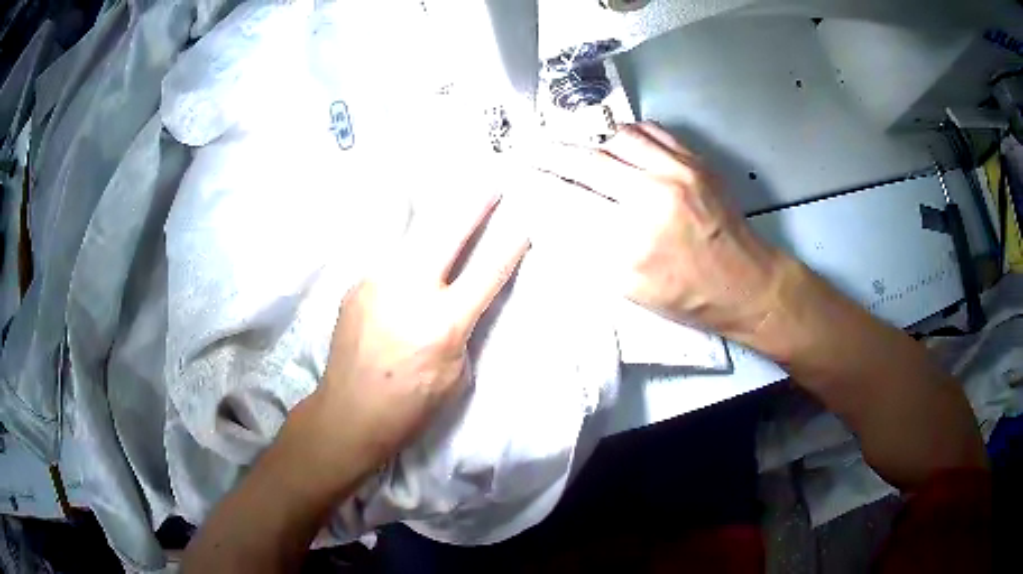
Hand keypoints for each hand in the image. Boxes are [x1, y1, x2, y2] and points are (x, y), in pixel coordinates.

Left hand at [313, 193, 529, 469]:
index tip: (523, 225)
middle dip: (473, 205)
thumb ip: (461, 330)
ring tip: (446, 213)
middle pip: (447, 234)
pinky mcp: (357, 285)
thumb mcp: (455, 374)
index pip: (487, 273)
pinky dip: (405, 260)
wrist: (349, 412)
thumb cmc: (410, 405)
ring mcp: (377, 282)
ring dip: (434, 227)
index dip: (509, 247)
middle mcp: (409, 290)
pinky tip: (406, 270)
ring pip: (412, 240)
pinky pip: (389, 263)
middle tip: (491, 185)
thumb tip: (460, 300)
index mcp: (443, 322)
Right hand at [533, 122, 785, 339]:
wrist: (746, 283)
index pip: (570, 198)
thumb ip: (590, 249)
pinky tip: (617, 144)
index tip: (519, 171)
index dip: (539, 181)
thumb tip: (556, 215)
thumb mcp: (631, 289)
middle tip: (531, 147)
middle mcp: (656, 196)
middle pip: (589, 160)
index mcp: (635, 240)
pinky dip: (626, 133)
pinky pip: (651, 131)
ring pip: (618, 136)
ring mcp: (680, 172)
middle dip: (552, 151)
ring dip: (590, 139)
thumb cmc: (689, 296)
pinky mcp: (696, 162)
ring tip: (575, 145)